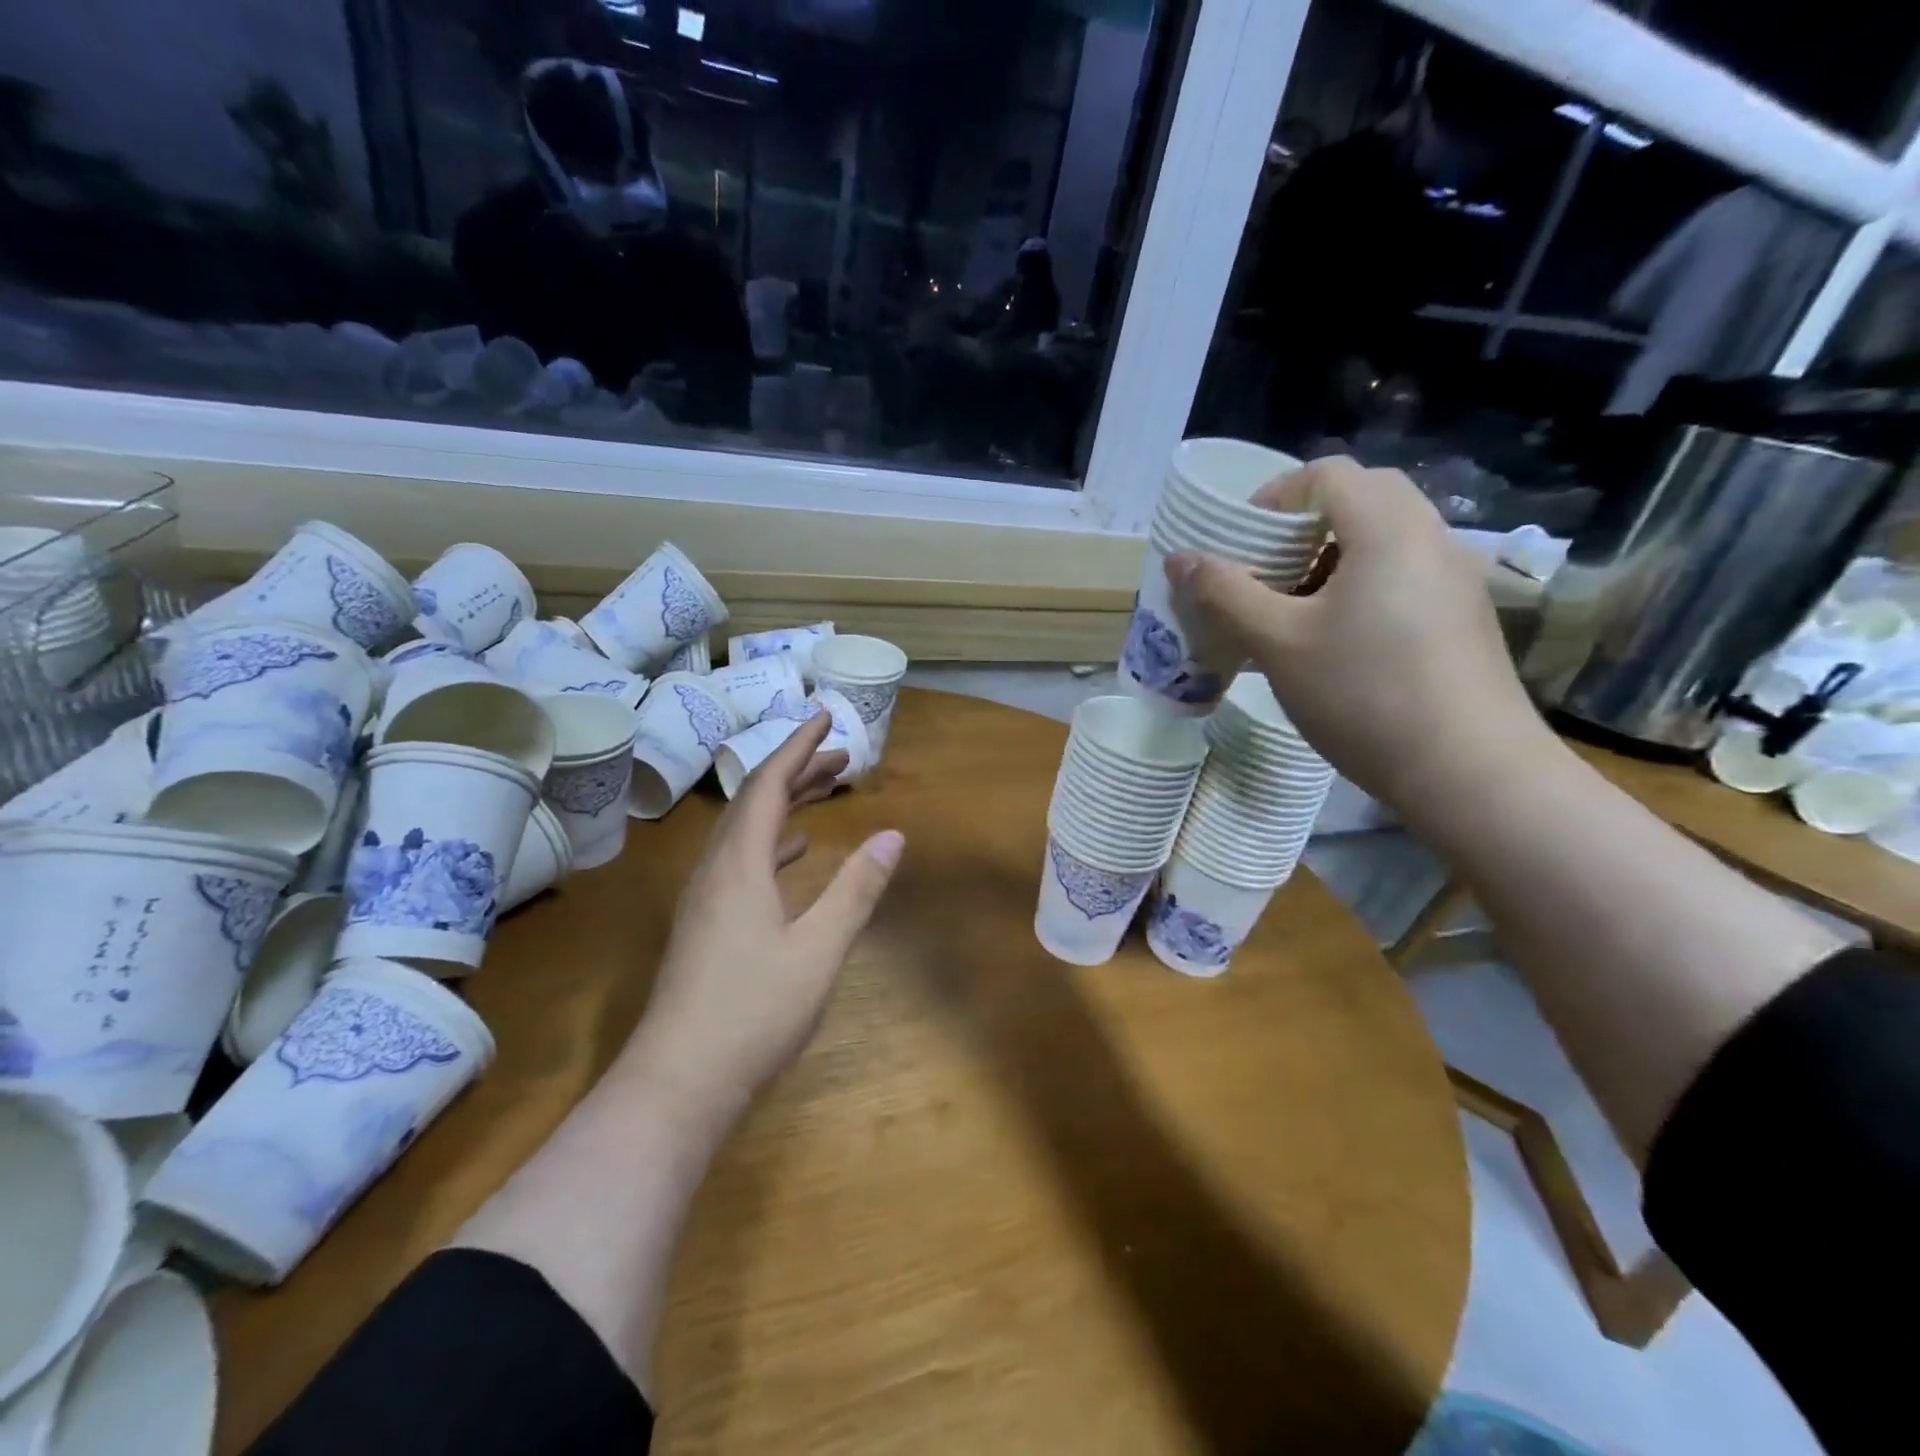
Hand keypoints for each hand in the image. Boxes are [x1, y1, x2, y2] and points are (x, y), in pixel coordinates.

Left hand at [623, 712, 905, 1124]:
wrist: (678, 1081)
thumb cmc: (754, 1011)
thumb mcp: (820, 949)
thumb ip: (857, 889)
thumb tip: (892, 835)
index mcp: (740, 863)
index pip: (768, 783)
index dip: (798, 745)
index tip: (825, 716)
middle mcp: (715, 869)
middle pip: (755, 800)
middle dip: (797, 770)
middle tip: (841, 757)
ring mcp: (705, 898)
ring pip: (746, 831)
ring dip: (784, 804)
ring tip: (823, 792)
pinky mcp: (704, 924)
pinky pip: (740, 860)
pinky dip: (772, 842)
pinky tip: (793, 854)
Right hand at [1166, 456, 1546, 812]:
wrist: (1469, 771)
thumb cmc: (1365, 695)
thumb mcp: (1279, 643)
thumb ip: (1225, 594)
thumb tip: (1179, 560)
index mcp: (1388, 528)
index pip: (1327, 474)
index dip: (1274, 497)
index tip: (1241, 544)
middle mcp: (1431, 538)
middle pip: (1360, 499)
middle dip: (1302, 528)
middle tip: (1265, 574)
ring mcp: (1456, 579)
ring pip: (1384, 540)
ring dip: (1330, 560)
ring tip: (1293, 613)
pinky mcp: (1464, 617)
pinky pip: (1404, 575)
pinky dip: (1361, 586)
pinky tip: (1337, 643)